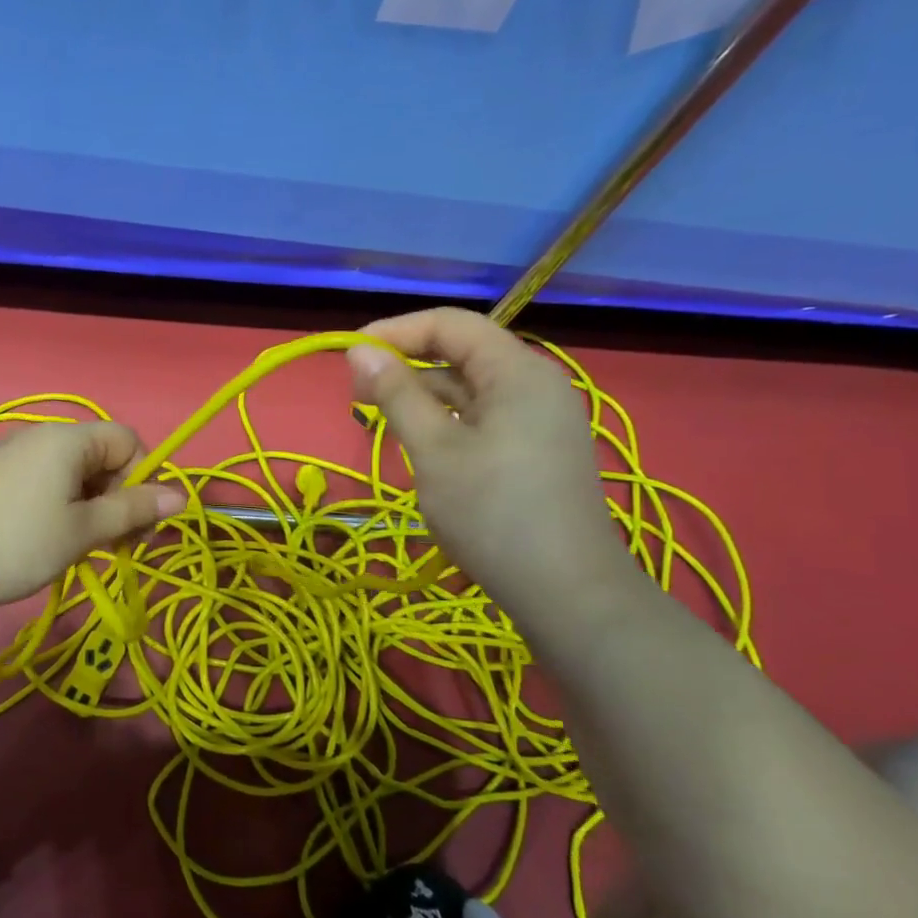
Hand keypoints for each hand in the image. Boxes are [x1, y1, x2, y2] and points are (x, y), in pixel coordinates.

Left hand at [0, 421, 184, 618]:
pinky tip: (38, 541)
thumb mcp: (82, 532)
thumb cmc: (14, 546)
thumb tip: (181, 496)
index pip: (128, 440)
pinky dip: (54, 506)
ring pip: (68, 473)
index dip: (142, 479)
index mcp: (66, 439)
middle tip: (111, 545)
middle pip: (99, 456)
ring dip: (86, 506)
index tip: (134, 525)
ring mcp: (6, 454)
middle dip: (116, 497)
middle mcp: (38, 436)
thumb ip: (133, 511)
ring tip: (74, 549)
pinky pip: (37, 482)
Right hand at [347, 308, 637, 630]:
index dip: (397, 331)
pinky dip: (448, 421)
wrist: (567, 593)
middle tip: (358, 392)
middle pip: (463, 353)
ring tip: (381, 418)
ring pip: (472, 389)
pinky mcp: (538, 451)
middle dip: (408, 364)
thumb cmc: (492, 513)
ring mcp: (541, 420)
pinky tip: (421, 444)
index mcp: (518, 372)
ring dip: (425, 395)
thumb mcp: (433, 450)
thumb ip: (396, 394)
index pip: (451, 324)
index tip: (350, 354)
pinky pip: (485, 418)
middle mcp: (536, 385)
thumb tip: (359, 350)